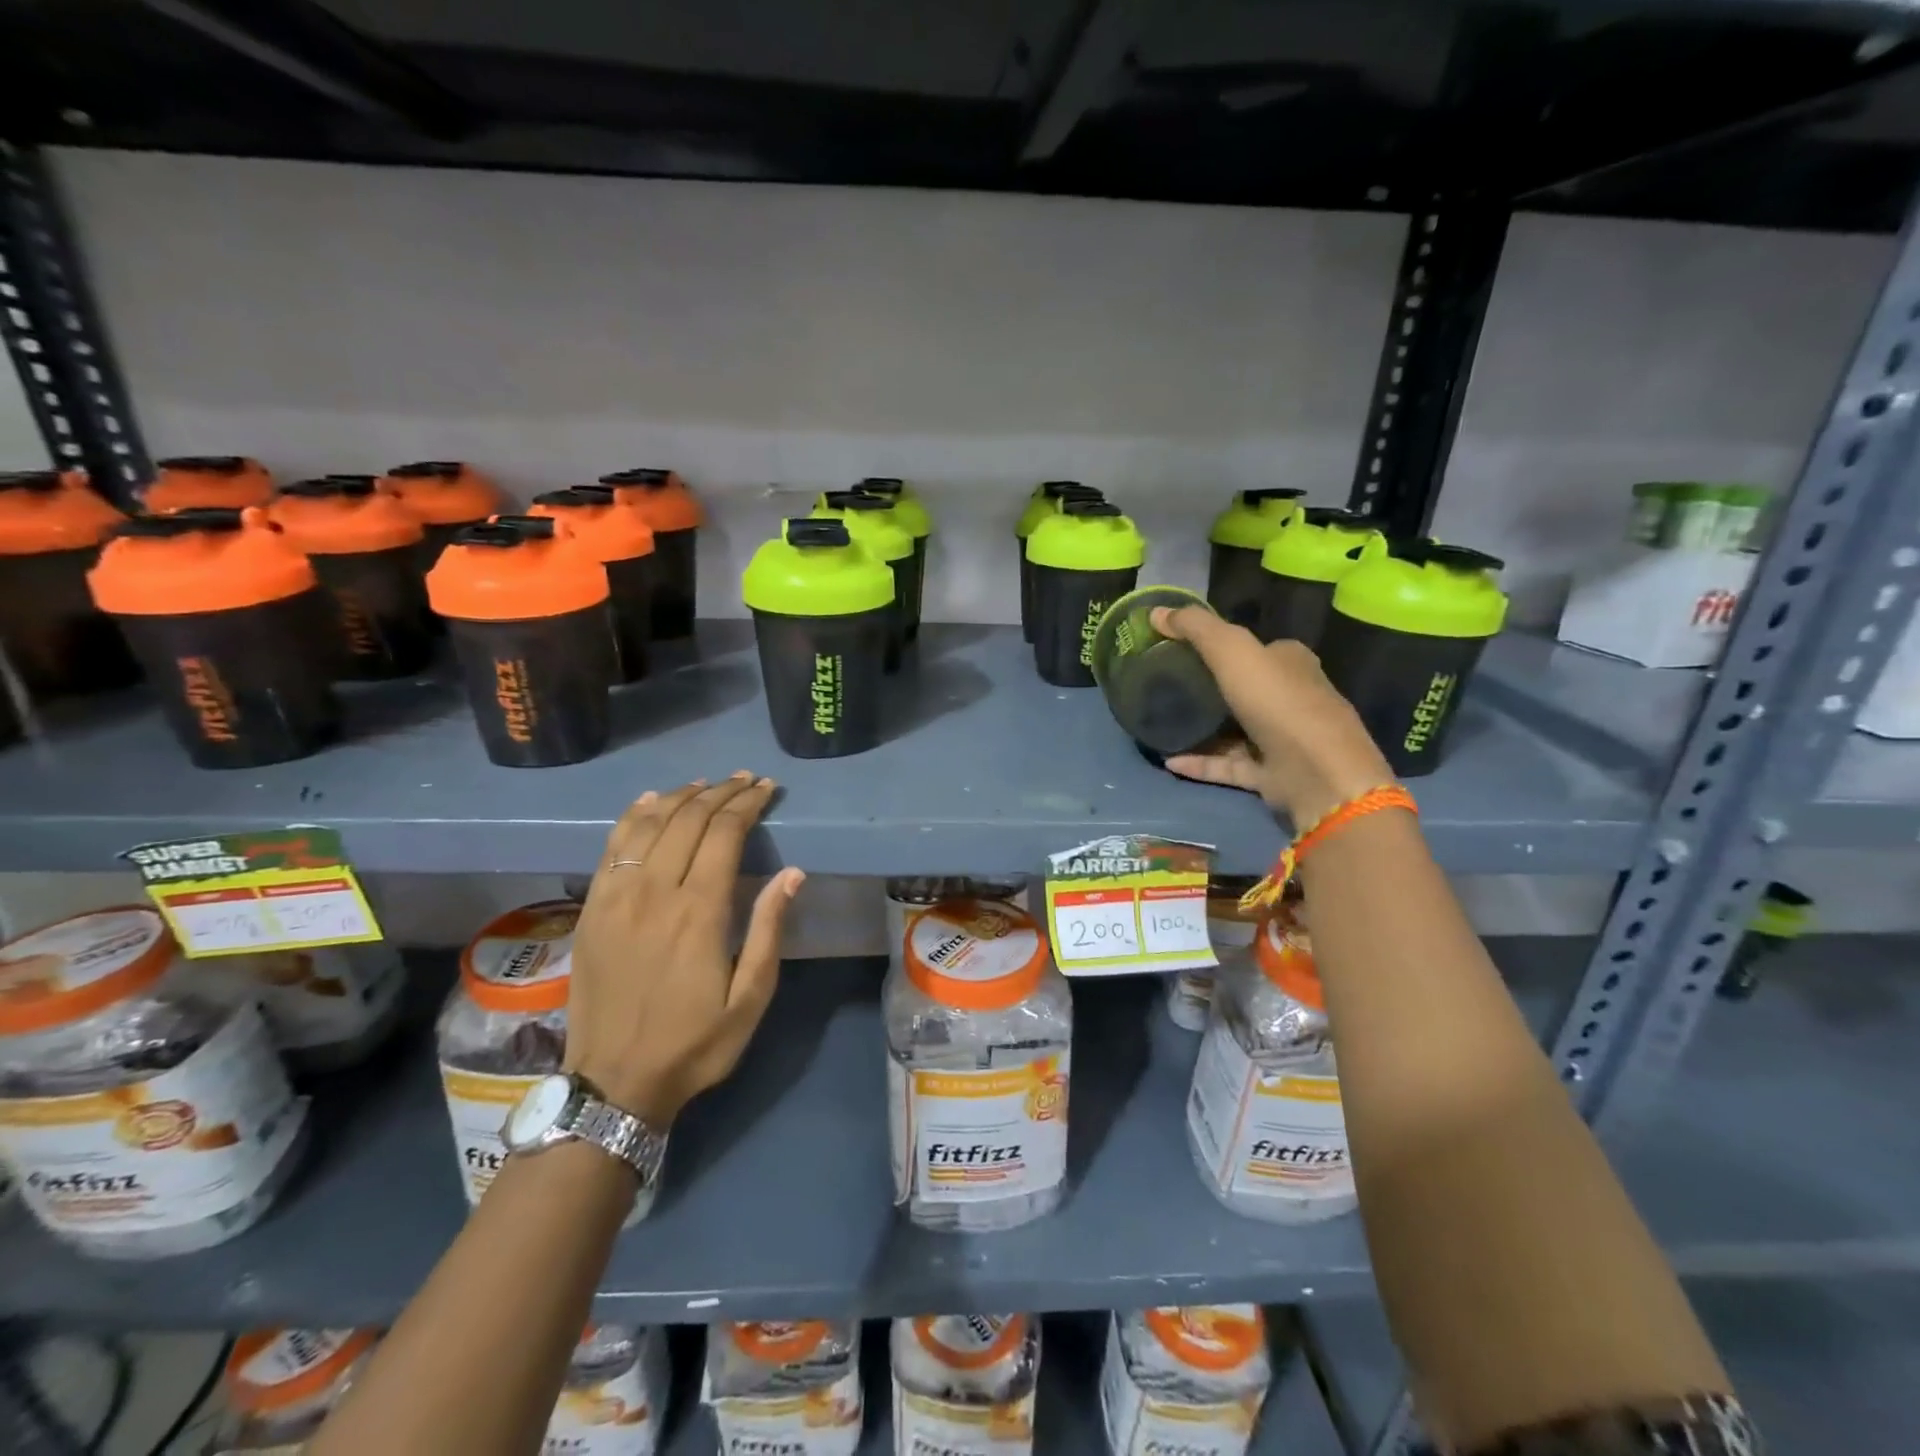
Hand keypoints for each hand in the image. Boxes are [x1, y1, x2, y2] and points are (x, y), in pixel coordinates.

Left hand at [565, 773, 804, 1126]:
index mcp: (699, 912)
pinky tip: (651, 801)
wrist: (615, 1082)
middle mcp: (655, 892)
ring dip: (681, 796)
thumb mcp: (750, 998)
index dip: (747, 804)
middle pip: (689, 820)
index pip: (724, 834)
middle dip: (720, 793)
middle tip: (745, 780)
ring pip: (648, 824)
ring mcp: (616, 897)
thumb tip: (792, 874)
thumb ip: (769, 930)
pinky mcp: (592, 908)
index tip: (766, 789)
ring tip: (706, 784)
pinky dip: (634, 815)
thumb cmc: (694, 1043)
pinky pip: (612, 846)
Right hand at [1152, 606, 1394, 823]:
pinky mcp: (1270, 775)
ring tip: (1162, 725)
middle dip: (1208, 687)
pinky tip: (1168, 761)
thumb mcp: (1232, 650)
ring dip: (1201, 729)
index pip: (1255, 648)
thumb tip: (1155, 612)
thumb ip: (1195, 628)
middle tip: (1164, 687)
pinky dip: (1199, 763)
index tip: (1178, 649)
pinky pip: (1226, 765)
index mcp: (1290, 662)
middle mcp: (1290, 697)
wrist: (1318, 773)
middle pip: (1244, 688)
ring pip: (1234, 730)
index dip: (1220, 645)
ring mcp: (1281, 740)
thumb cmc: (1278, 701)